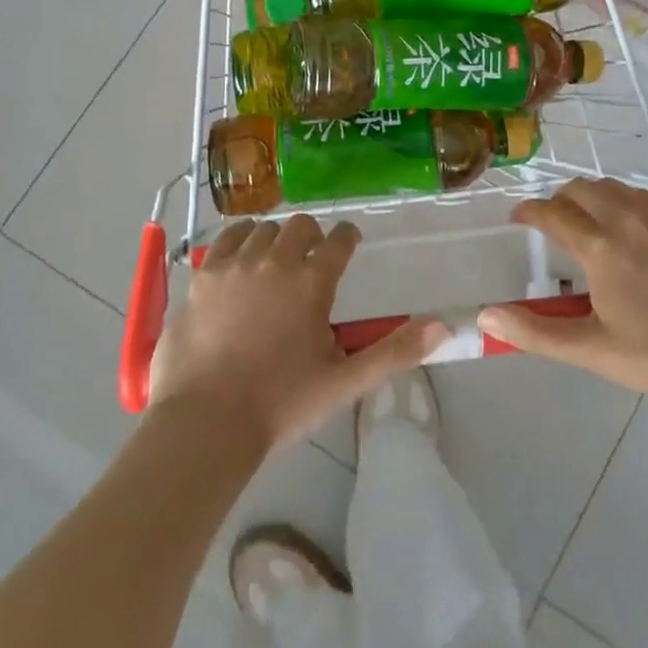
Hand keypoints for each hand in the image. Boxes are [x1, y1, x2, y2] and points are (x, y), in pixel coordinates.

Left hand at [150, 215, 446, 450]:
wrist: (207, 420)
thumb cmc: (282, 403)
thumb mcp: (345, 381)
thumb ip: (395, 351)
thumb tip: (443, 326)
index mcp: (312, 283)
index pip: (339, 240)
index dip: (348, 236)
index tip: (349, 241)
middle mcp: (276, 261)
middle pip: (300, 226)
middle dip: (312, 236)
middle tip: (312, 257)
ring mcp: (236, 264)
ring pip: (263, 228)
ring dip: (276, 238)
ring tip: (276, 259)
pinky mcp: (204, 275)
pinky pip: (227, 238)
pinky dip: (240, 239)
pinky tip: (242, 255)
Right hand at [479, 178, 647, 417]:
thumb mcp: (591, 350)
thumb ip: (535, 331)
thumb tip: (485, 315)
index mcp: (601, 247)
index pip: (551, 213)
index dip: (528, 212)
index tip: (519, 219)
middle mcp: (629, 218)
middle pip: (581, 189)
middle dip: (560, 200)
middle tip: (556, 223)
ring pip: (616, 188)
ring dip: (595, 199)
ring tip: (593, 225)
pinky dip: (630, 205)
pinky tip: (637, 232)